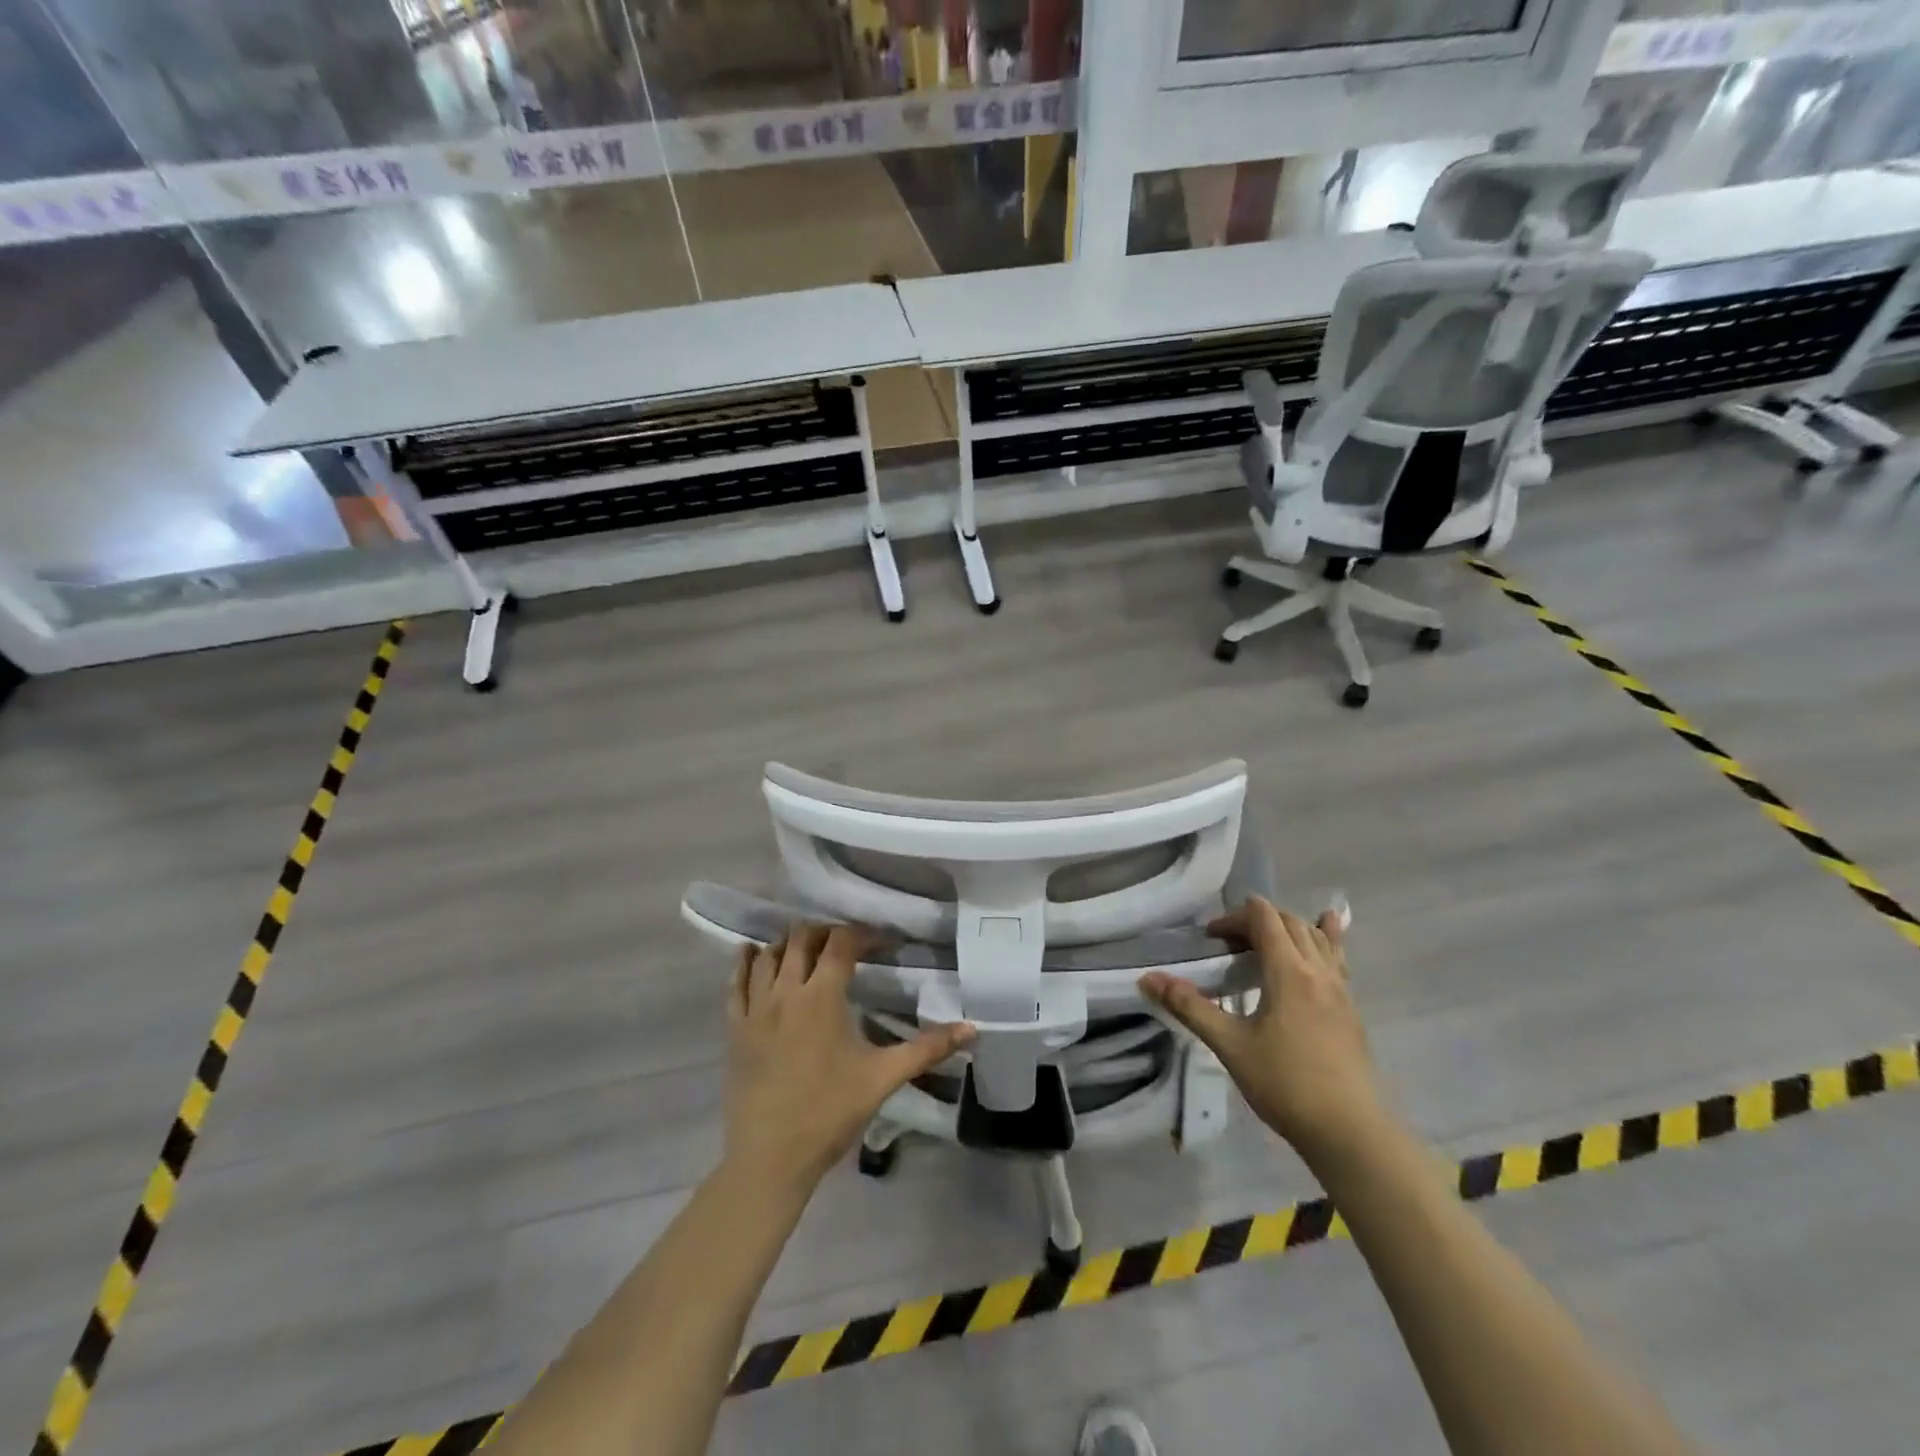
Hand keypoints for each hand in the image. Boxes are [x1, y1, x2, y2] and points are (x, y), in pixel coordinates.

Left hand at [724, 923, 973, 1193]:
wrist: (770, 1158)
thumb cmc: (830, 1112)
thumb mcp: (883, 1077)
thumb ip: (927, 1049)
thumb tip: (972, 1029)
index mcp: (823, 996)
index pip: (842, 942)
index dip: (864, 933)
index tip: (883, 943)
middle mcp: (787, 991)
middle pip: (802, 938)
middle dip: (826, 932)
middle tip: (847, 945)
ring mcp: (756, 1008)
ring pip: (768, 955)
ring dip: (789, 944)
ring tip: (808, 951)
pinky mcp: (735, 1028)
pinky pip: (736, 982)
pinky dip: (746, 962)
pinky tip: (753, 954)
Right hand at [1140, 897, 1384, 1167]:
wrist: (1350, 1131)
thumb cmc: (1285, 1084)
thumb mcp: (1230, 1045)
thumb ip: (1189, 1007)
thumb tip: (1148, 978)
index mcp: (1289, 972)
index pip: (1264, 919)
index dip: (1234, 918)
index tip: (1211, 940)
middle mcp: (1318, 971)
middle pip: (1290, 922)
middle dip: (1256, 921)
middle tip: (1229, 945)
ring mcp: (1341, 989)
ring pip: (1317, 937)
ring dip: (1289, 928)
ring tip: (1266, 939)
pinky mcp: (1351, 1009)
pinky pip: (1337, 958)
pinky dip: (1326, 939)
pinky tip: (1328, 933)